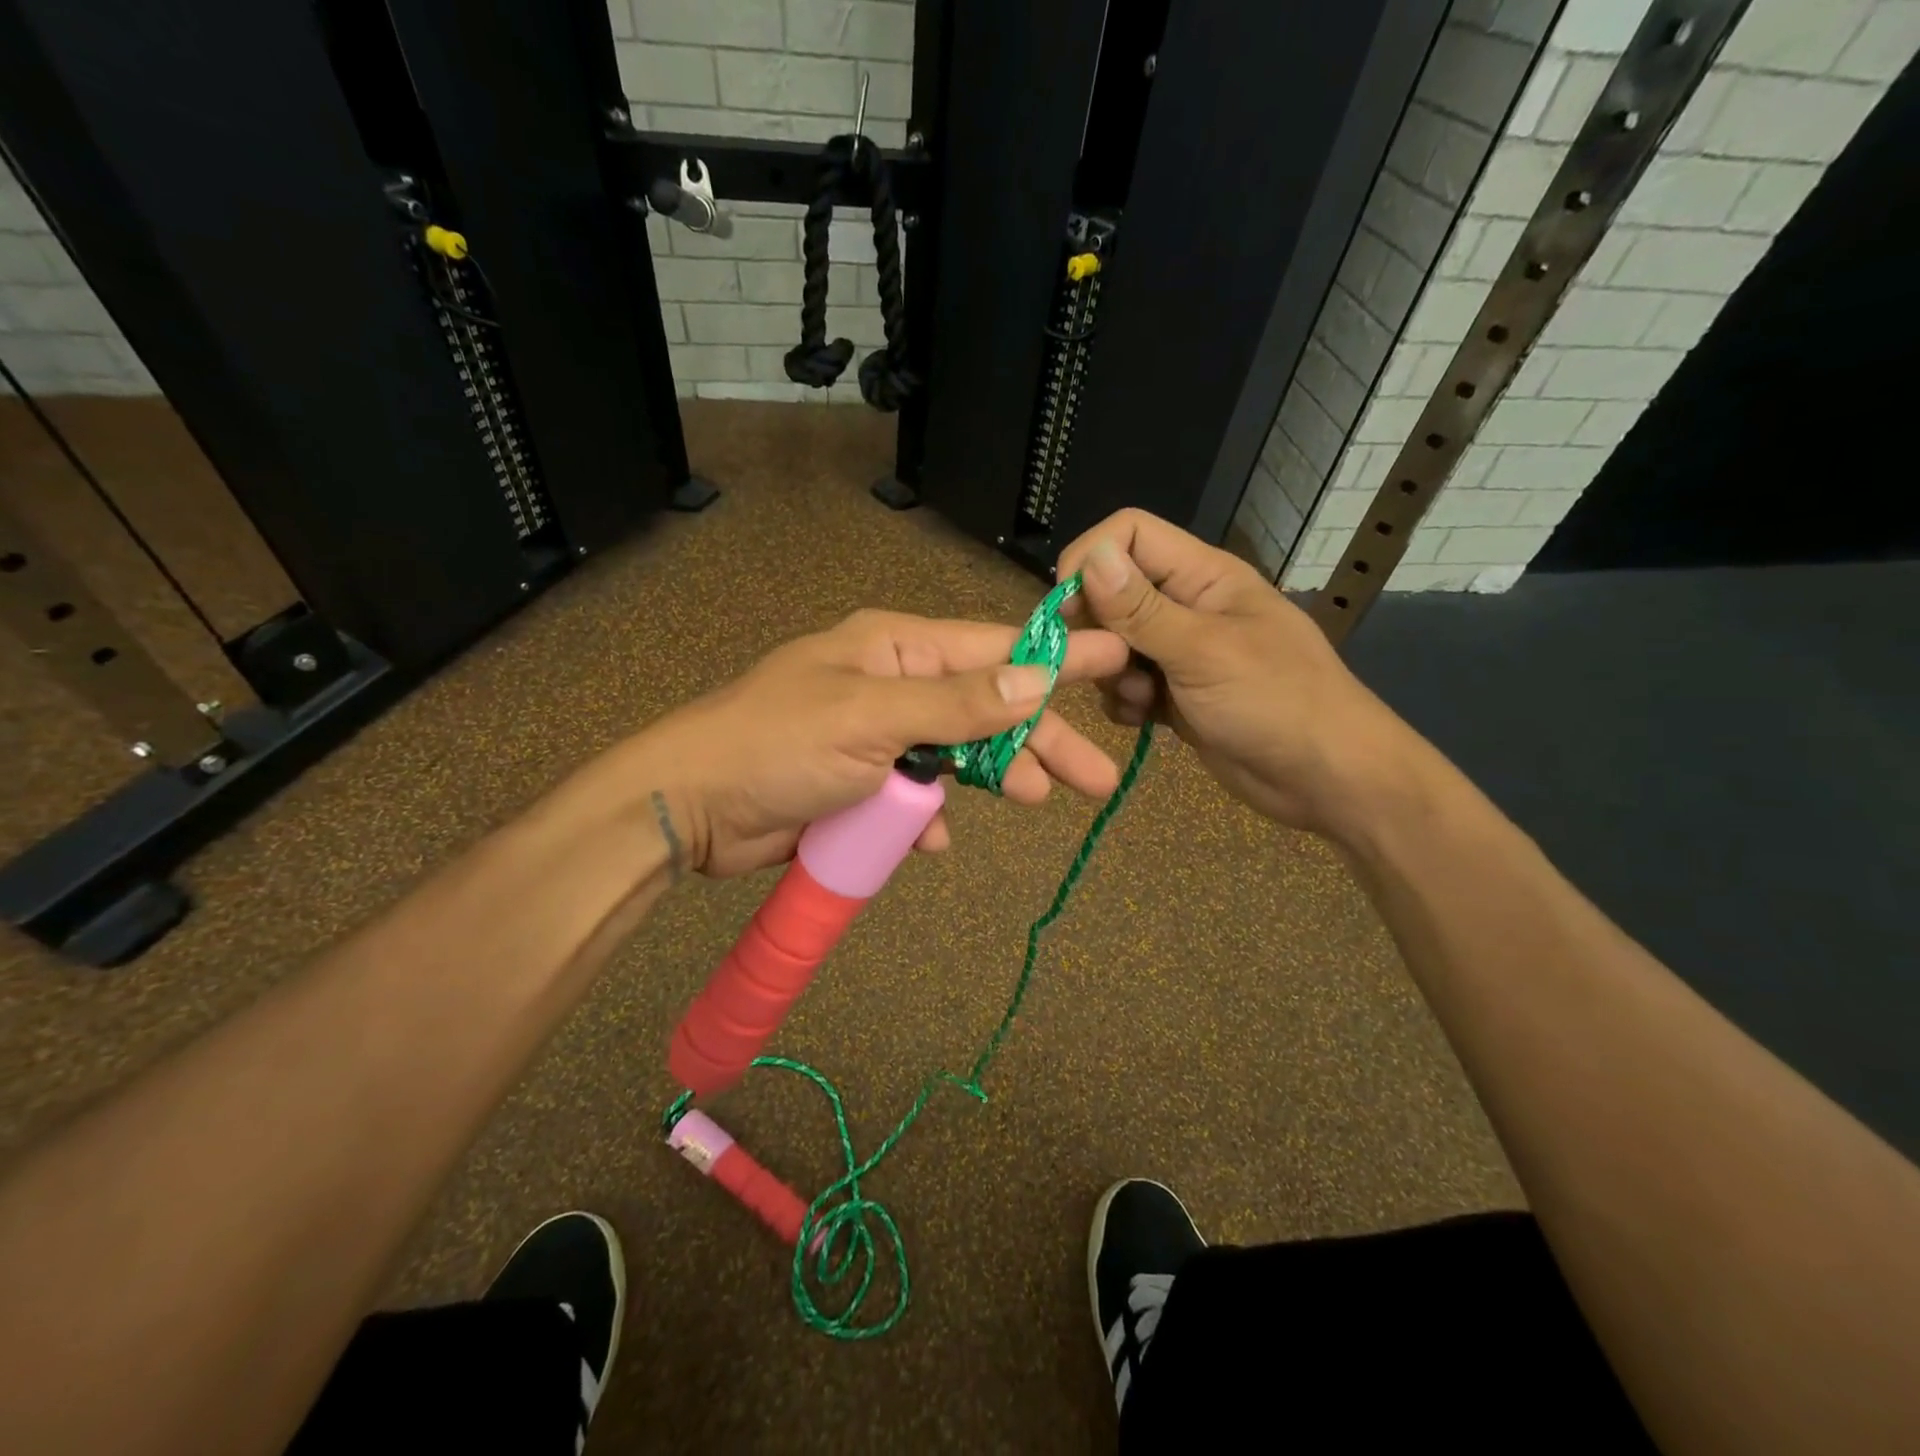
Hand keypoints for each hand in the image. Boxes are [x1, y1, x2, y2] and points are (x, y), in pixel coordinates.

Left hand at [628, 608, 1129, 877]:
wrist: (691, 808)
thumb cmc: (777, 745)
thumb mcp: (871, 717)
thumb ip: (956, 704)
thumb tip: (1035, 679)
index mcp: (895, 648)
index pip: (993, 647)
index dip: (1057, 658)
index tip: (1117, 657)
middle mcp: (893, 685)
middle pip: (986, 709)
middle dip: (1038, 741)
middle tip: (1095, 777)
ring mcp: (877, 737)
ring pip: (956, 756)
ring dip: (991, 778)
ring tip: (1034, 800)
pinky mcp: (861, 784)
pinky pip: (914, 796)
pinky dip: (928, 816)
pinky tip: (934, 838)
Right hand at [1055, 509, 1424, 839]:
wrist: (1326, 779)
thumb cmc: (1276, 703)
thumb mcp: (1204, 652)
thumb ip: (1142, 609)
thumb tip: (1091, 555)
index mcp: (1202, 576)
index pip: (1129, 535)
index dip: (1091, 560)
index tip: (1068, 609)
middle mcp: (1186, 606)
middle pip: (1113, 592)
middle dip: (1097, 631)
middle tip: (1106, 667)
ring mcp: (1180, 653)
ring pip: (1114, 645)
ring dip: (1112, 675)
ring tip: (1141, 701)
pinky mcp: (1175, 694)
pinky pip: (1127, 686)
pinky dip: (1126, 703)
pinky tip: (1146, 722)